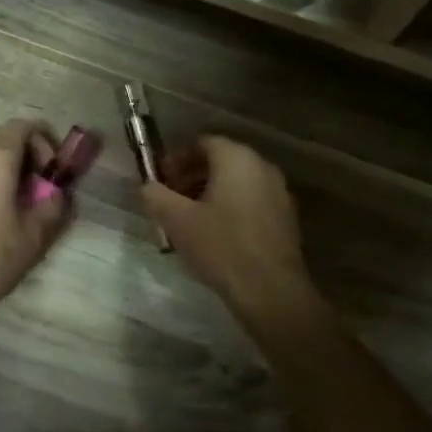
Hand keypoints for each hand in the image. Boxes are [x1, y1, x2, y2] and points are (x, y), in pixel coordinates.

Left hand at [0, 120, 69, 320]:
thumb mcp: (34, 235)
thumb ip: (55, 205)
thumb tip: (59, 192)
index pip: (26, 126)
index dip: (46, 144)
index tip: (52, 175)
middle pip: (2, 136)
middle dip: (25, 155)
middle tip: (38, 189)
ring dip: (2, 168)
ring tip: (13, 203)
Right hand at [143, 136, 312, 316]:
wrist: (270, 289)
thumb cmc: (220, 246)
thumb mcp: (176, 220)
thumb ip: (155, 195)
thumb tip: (147, 186)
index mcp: (236, 158)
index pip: (202, 142)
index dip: (176, 158)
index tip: (159, 179)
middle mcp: (262, 167)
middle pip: (220, 161)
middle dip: (191, 176)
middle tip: (169, 198)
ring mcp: (278, 192)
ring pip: (236, 182)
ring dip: (209, 192)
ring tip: (188, 218)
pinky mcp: (285, 217)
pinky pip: (250, 200)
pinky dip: (229, 207)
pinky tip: (214, 234)